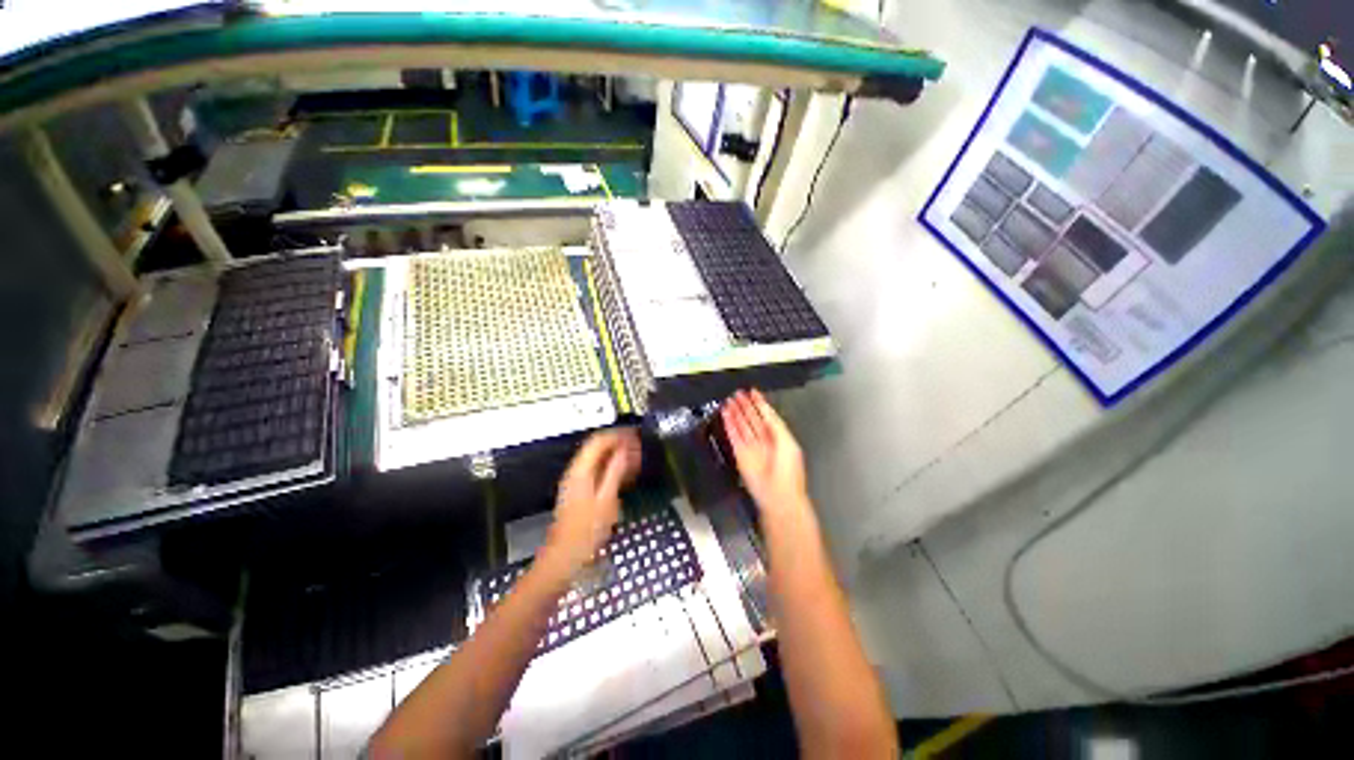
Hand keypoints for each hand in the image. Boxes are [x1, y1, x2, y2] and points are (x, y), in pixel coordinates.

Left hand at [541, 428, 641, 577]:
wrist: (565, 558)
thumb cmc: (586, 531)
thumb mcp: (606, 500)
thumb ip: (616, 472)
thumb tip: (625, 450)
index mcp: (581, 470)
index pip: (599, 440)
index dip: (618, 435)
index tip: (636, 436)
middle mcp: (577, 471)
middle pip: (598, 448)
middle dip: (620, 444)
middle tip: (640, 448)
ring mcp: (577, 482)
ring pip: (600, 460)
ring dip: (618, 457)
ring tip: (638, 460)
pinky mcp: (581, 492)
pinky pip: (599, 472)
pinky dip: (613, 469)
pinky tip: (627, 476)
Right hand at [721, 389, 808, 516]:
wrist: (778, 495)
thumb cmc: (788, 471)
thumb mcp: (788, 443)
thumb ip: (776, 425)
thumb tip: (766, 410)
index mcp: (778, 437)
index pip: (767, 416)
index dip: (760, 403)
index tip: (753, 391)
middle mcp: (764, 440)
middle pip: (752, 419)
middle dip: (745, 406)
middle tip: (737, 393)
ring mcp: (751, 447)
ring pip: (742, 425)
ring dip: (735, 413)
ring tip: (729, 400)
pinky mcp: (740, 454)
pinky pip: (734, 435)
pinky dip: (729, 424)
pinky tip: (725, 413)